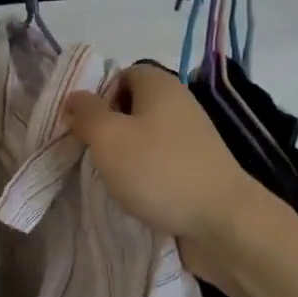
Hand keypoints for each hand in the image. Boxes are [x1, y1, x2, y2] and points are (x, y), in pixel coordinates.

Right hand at [60, 63, 264, 246]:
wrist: (222, 221)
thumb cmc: (159, 170)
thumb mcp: (109, 137)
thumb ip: (87, 113)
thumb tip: (75, 98)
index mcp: (160, 85)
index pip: (121, 74)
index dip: (98, 95)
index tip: (84, 125)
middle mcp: (179, 104)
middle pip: (132, 107)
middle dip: (109, 129)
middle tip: (93, 153)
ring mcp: (192, 138)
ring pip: (145, 138)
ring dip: (125, 157)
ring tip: (112, 179)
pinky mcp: (197, 168)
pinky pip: (160, 163)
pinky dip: (145, 176)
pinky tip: (136, 196)